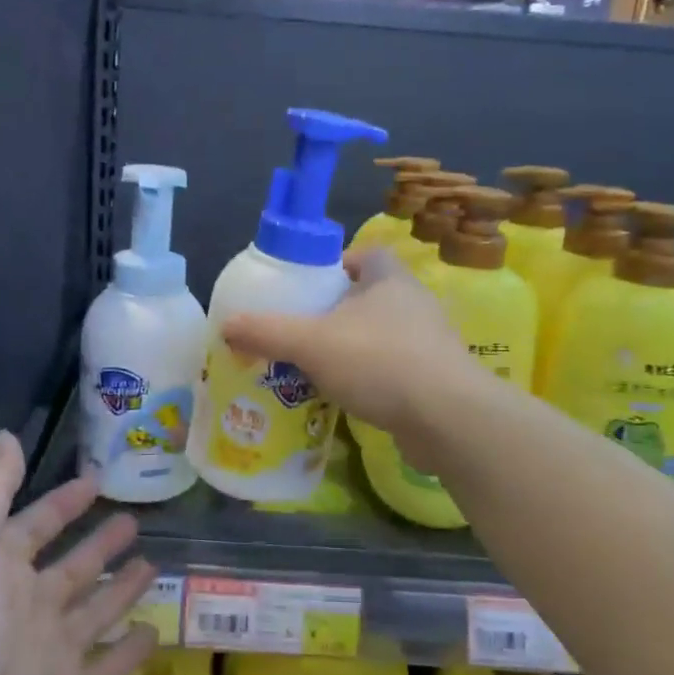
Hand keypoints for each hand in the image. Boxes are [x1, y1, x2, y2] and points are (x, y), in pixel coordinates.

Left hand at [0, 432, 157, 674]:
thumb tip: (8, 435)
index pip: (37, 525)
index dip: (63, 502)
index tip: (96, 479)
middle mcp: (28, 610)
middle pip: (73, 568)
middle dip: (100, 541)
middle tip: (135, 518)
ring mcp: (54, 656)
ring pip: (97, 612)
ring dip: (122, 588)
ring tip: (153, 564)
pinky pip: (111, 667)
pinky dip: (133, 650)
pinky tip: (157, 629)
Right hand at [222, 247, 472, 440]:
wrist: (448, 419)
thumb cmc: (379, 362)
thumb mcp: (312, 342)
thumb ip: (267, 332)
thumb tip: (226, 325)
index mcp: (390, 278)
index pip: (364, 255)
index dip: (335, 266)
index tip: (307, 289)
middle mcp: (414, 303)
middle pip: (368, 296)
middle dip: (336, 312)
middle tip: (301, 331)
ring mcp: (430, 342)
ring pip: (380, 335)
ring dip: (352, 348)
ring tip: (316, 367)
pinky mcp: (435, 379)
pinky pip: (394, 369)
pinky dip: (370, 378)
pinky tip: (346, 397)